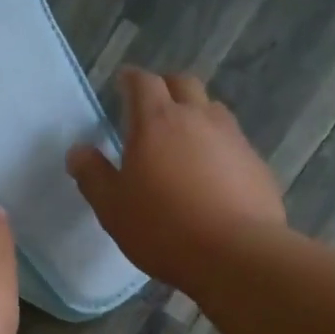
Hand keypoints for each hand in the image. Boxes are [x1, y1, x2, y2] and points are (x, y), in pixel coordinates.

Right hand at [67, 68, 285, 289]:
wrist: (235, 254)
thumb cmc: (163, 228)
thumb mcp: (113, 208)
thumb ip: (93, 175)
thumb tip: (77, 150)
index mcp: (157, 122)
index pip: (143, 82)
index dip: (131, 79)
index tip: (123, 83)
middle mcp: (198, 118)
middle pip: (184, 84)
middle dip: (166, 87)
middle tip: (153, 105)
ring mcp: (233, 139)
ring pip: (213, 110)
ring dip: (196, 115)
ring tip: (184, 140)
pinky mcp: (256, 164)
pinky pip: (233, 143)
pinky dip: (219, 148)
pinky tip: (213, 176)